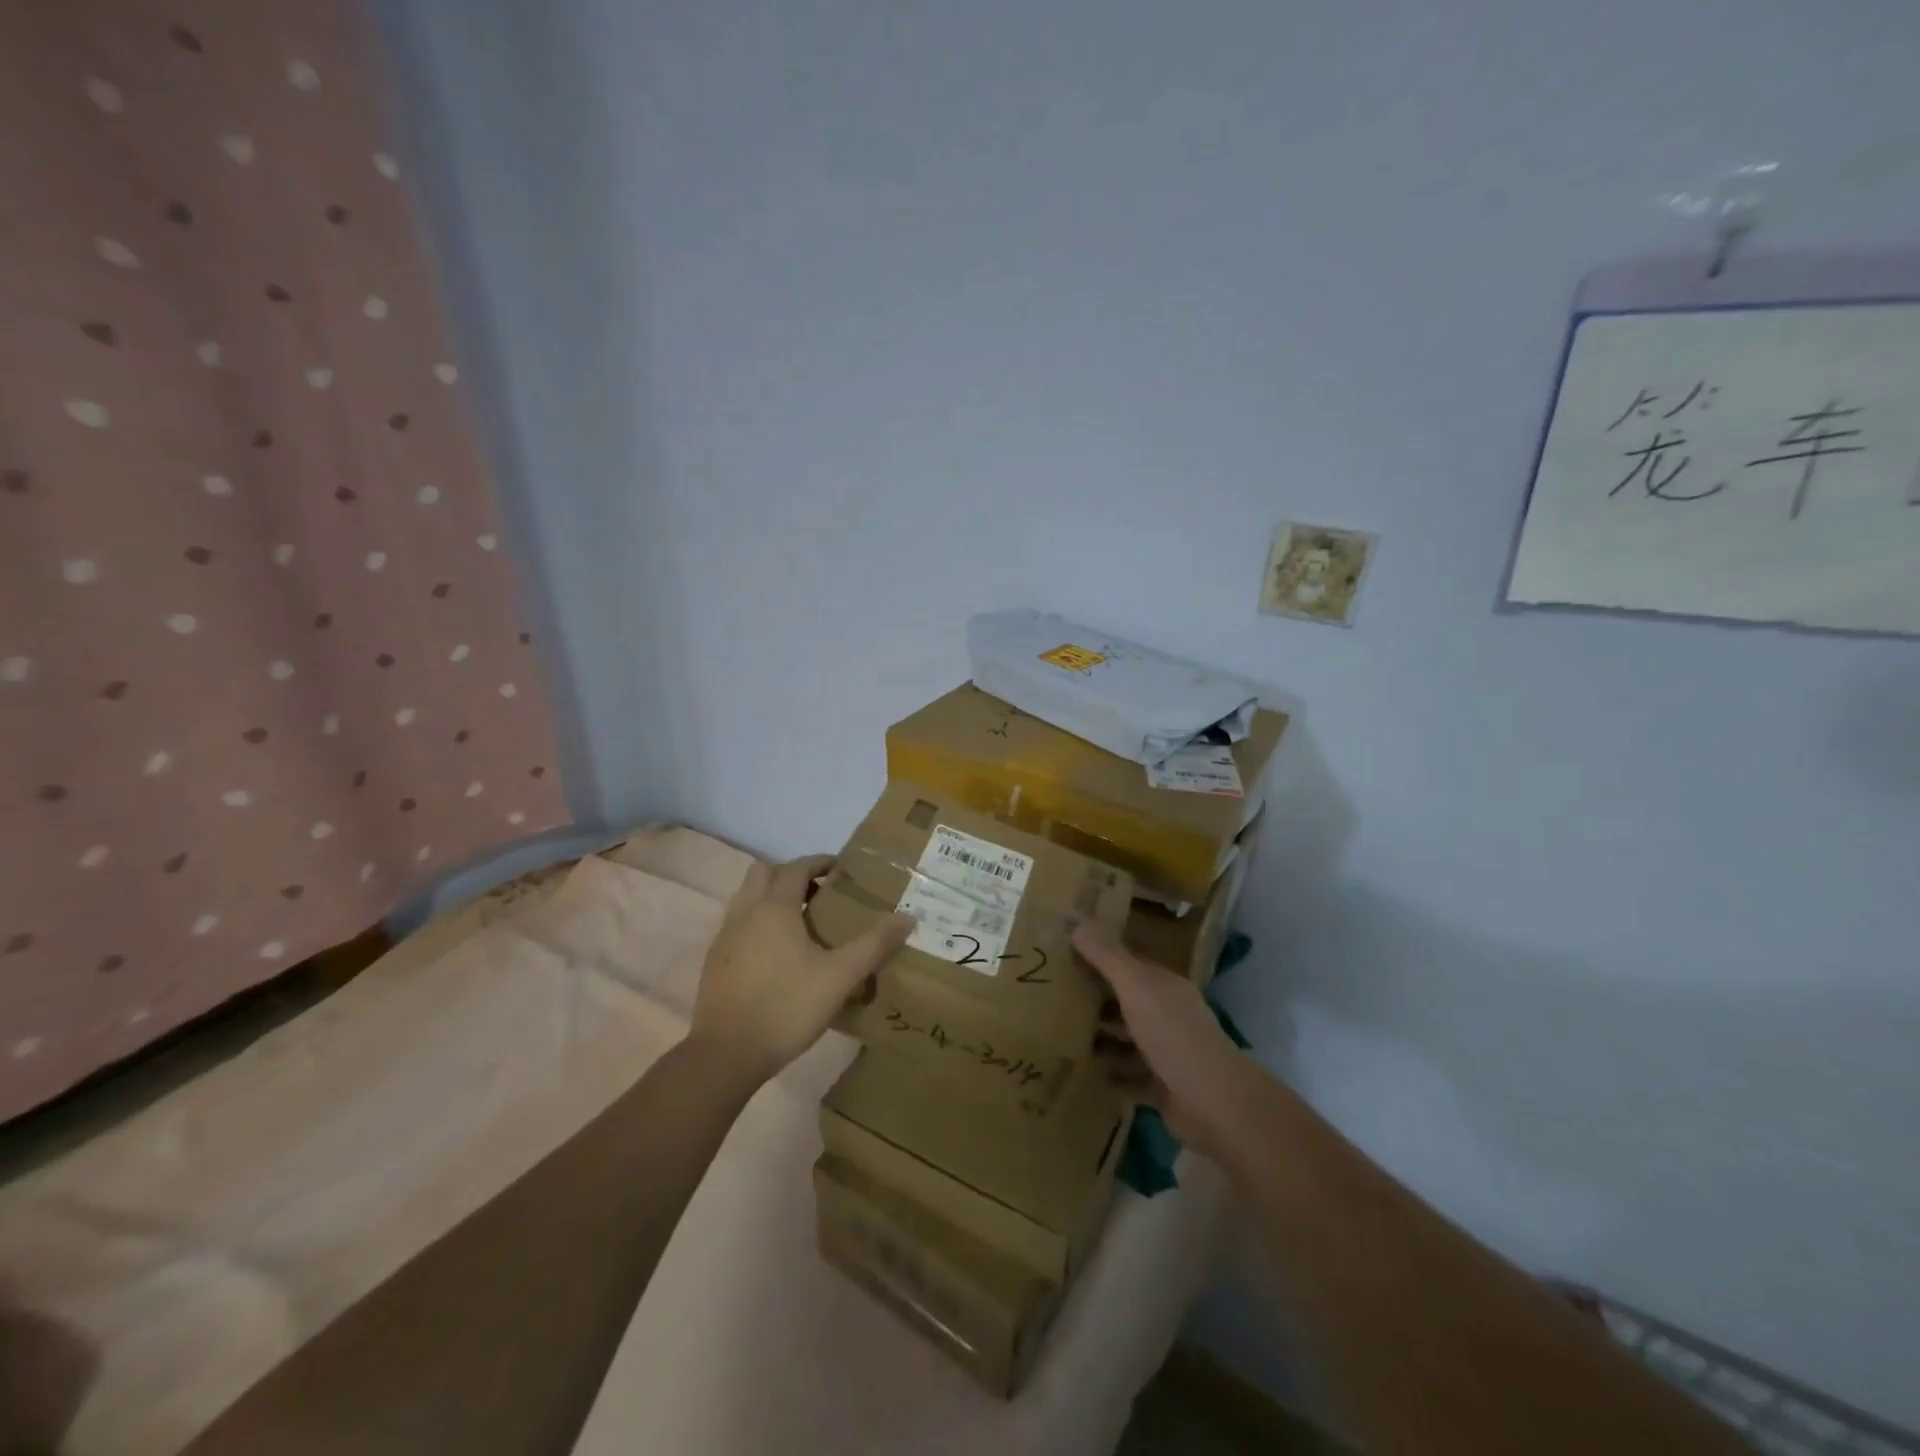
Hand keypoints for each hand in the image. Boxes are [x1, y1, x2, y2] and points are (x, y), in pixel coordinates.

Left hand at [689, 855, 912, 1085]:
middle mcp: (745, 913)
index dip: (819, 863)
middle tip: (820, 894)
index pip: (796, 868)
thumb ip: (874, 946)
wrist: (725, 1055)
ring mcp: (725, 938)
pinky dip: (759, 924)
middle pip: (764, 874)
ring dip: (773, 899)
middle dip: (791, 875)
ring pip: (748, 899)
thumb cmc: (786, 1007)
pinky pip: (739, 926)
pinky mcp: (715, 963)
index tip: (841, 870)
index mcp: (774, 908)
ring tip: (803, 924)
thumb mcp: (839, 978)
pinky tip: (779, 956)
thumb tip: (908, 918)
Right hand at [1073, 924, 1259, 1156]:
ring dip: (1098, 1037)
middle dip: (1092, 997)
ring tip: (1057, 1034)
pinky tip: (1081, 1072)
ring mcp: (1165, 1051)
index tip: (1060, 954)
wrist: (1215, 1105)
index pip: (1126, 962)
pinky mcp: (1161, 1087)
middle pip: (1124, 1000)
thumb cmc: (1173, 1035)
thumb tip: (1076, 921)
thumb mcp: (1136, 987)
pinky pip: (1127, 1076)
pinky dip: (1108, 1074)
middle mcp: (1166, 1013)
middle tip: (1048, 994)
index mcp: (1163, 985)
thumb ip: (1107, 956)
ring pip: (1124, 1038)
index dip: (1096, 956)